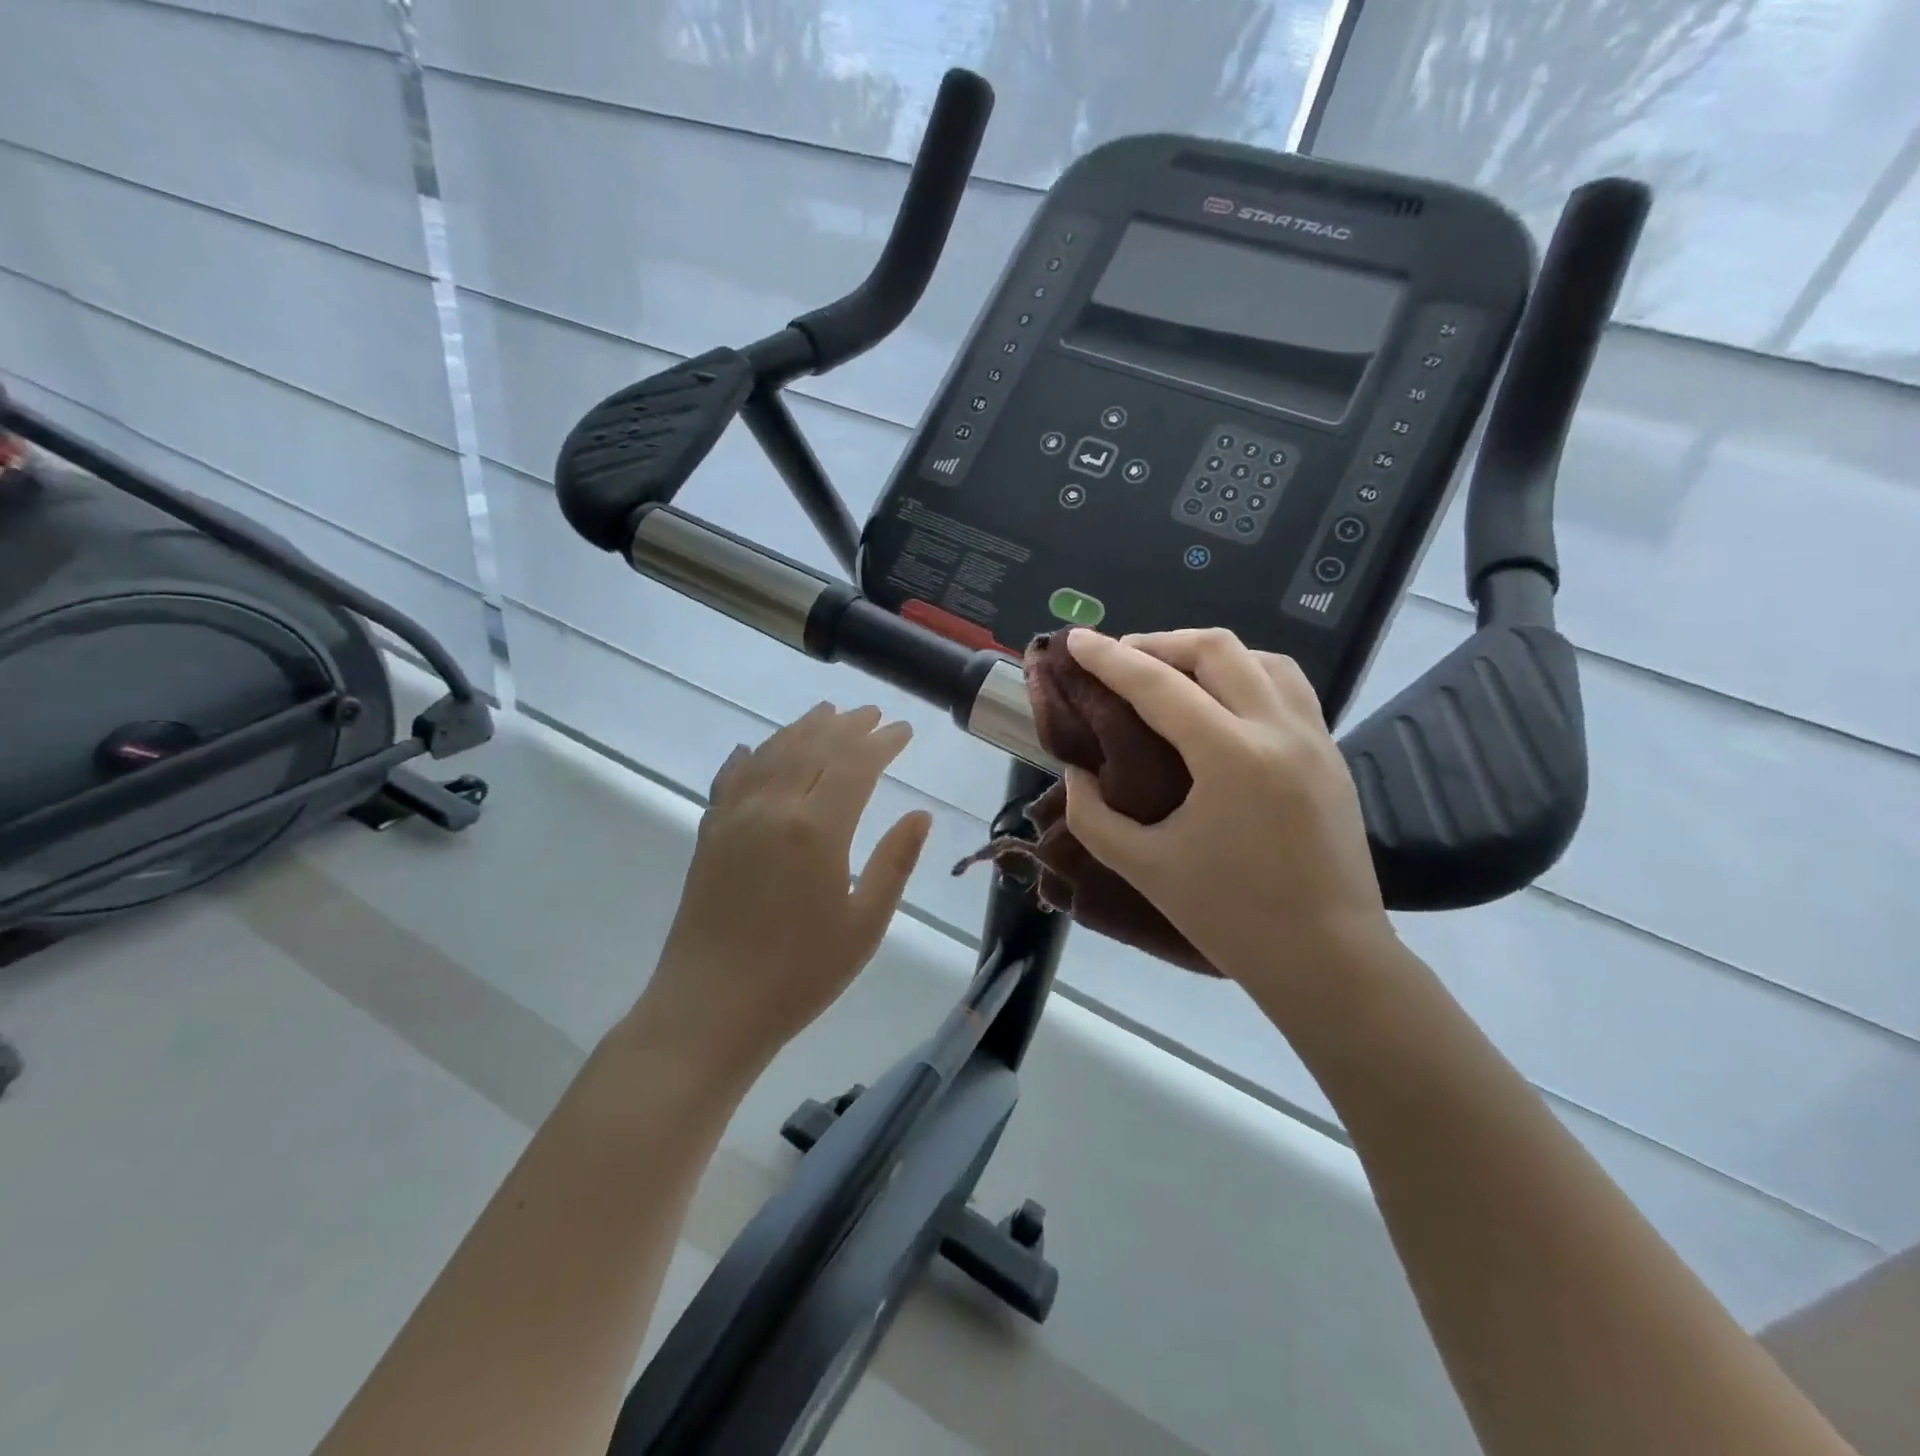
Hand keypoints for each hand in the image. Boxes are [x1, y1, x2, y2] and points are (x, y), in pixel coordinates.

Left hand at [633, 703, 930, 1076]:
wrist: (709, 1009)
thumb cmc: (799, 975)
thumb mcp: (864, 925)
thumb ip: (894, 863)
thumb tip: (919, 815)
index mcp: (817, 828)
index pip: (856, 764)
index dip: (883, 742)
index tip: (904, 729)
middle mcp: (773, 808)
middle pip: (814, 747)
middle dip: (847, 725)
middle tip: (872, 713)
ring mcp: (734, 817)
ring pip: (772, 753)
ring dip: (802, 729)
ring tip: (825, 712)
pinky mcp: (708, 834)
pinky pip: (731, 778)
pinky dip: (749, 757)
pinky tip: (754, 749)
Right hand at [1059, 628, 1390, 1004]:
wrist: (1328, 960)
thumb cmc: (1232, 918)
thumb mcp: (1144, 868)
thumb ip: (1093, 816)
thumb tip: (1077, 774)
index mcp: (1231, 757)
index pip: (1158, 685)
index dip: (1109, 659)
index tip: (1076, 640)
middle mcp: (1278, 730)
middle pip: (1217, 649)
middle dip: (1160, 643)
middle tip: (1120, 661)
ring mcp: (1314, 738)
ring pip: (1262, 658)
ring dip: (1209, 654)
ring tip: (1172, 674)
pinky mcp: (1331, 754)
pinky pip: (1288, 686)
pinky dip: (1247, 674)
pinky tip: (1222, 703)